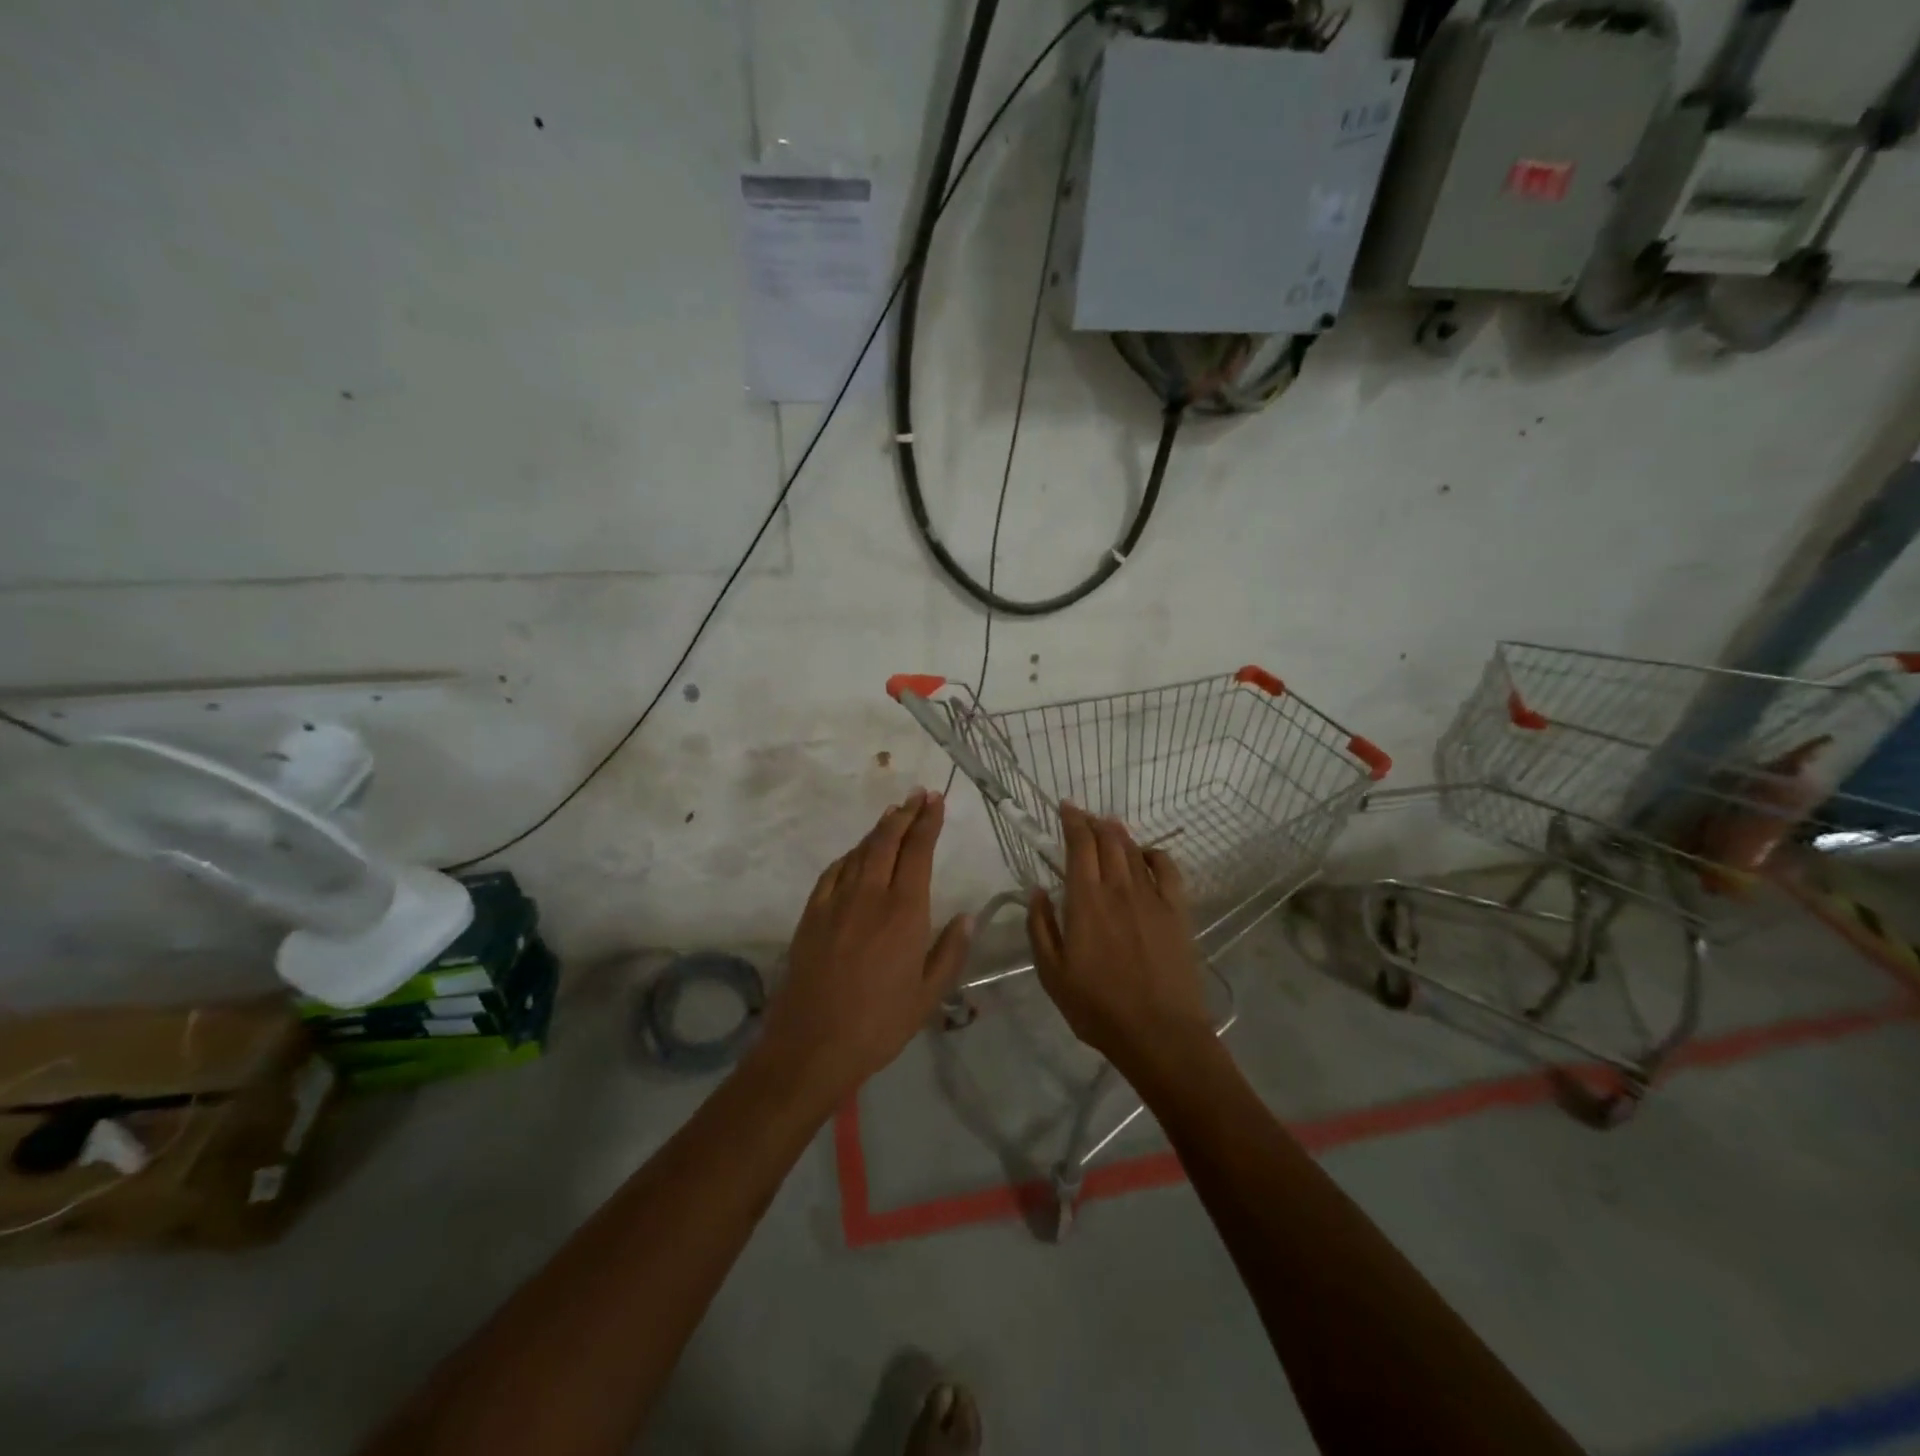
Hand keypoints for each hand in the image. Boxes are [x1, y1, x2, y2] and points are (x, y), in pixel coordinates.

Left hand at [757, 789, 972, 1103]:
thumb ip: (950, 952)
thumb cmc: (879, 1024)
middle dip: (905, 814)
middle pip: (887, 841)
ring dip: (878, 830)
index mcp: (905, 912)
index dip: (928, 822)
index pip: (918, 852)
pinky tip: (855, 855)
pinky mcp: (811, 915)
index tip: (936, 800)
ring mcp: (836, 902)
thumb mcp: (928, 995)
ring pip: (859, 852)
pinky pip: (832, 873)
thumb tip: (967, 917)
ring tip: (892, 815)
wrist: (812, 1045)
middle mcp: (870, 896)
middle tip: (918, 795)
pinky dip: (848, 856)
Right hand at [1026, 804, 1211, 1068]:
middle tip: (1082, 815)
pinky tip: (1146, 854)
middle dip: (1092, 821)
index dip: (1072, 821)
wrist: (1159, 1033)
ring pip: (1133, 850)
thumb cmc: (1098, 1007)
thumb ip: (1040, 927)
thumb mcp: (1052, 973)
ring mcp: (1152, 898)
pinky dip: (1154, 854)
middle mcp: (1118, 889)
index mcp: (1085, 901)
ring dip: (1119, 833)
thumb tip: (1037, 891)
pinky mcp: (1177, 911)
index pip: (1079, 845)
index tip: (1065, 807)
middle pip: (1107, 840)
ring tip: (1108, 825)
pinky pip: (1168, 869)